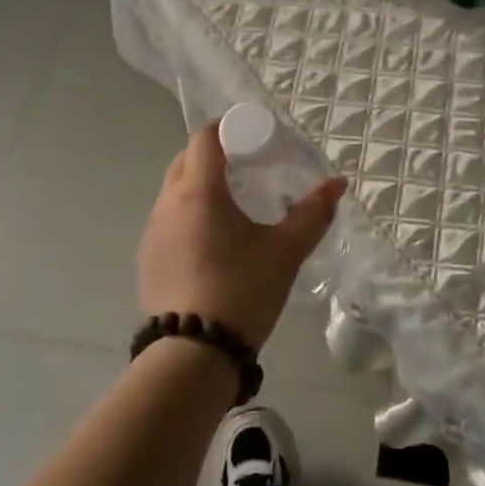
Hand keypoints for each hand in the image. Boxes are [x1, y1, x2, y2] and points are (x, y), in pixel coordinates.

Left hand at [136, 121, 346, 349]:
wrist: (191, 356)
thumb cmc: (241, 290)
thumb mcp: (285, 251)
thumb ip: (311, 214)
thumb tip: (337, 184)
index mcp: (198, 191)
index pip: (204, 138)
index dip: (228, 129)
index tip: (253, 138)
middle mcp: (167, 203)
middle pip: (186, 160)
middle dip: (215, 156)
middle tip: (248, 169)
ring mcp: (152, 233)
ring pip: (174, 191)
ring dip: (199, 187)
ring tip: (233, 206)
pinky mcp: (147, 260)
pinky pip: (168, 220)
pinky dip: (189, 215)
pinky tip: (213, 242)